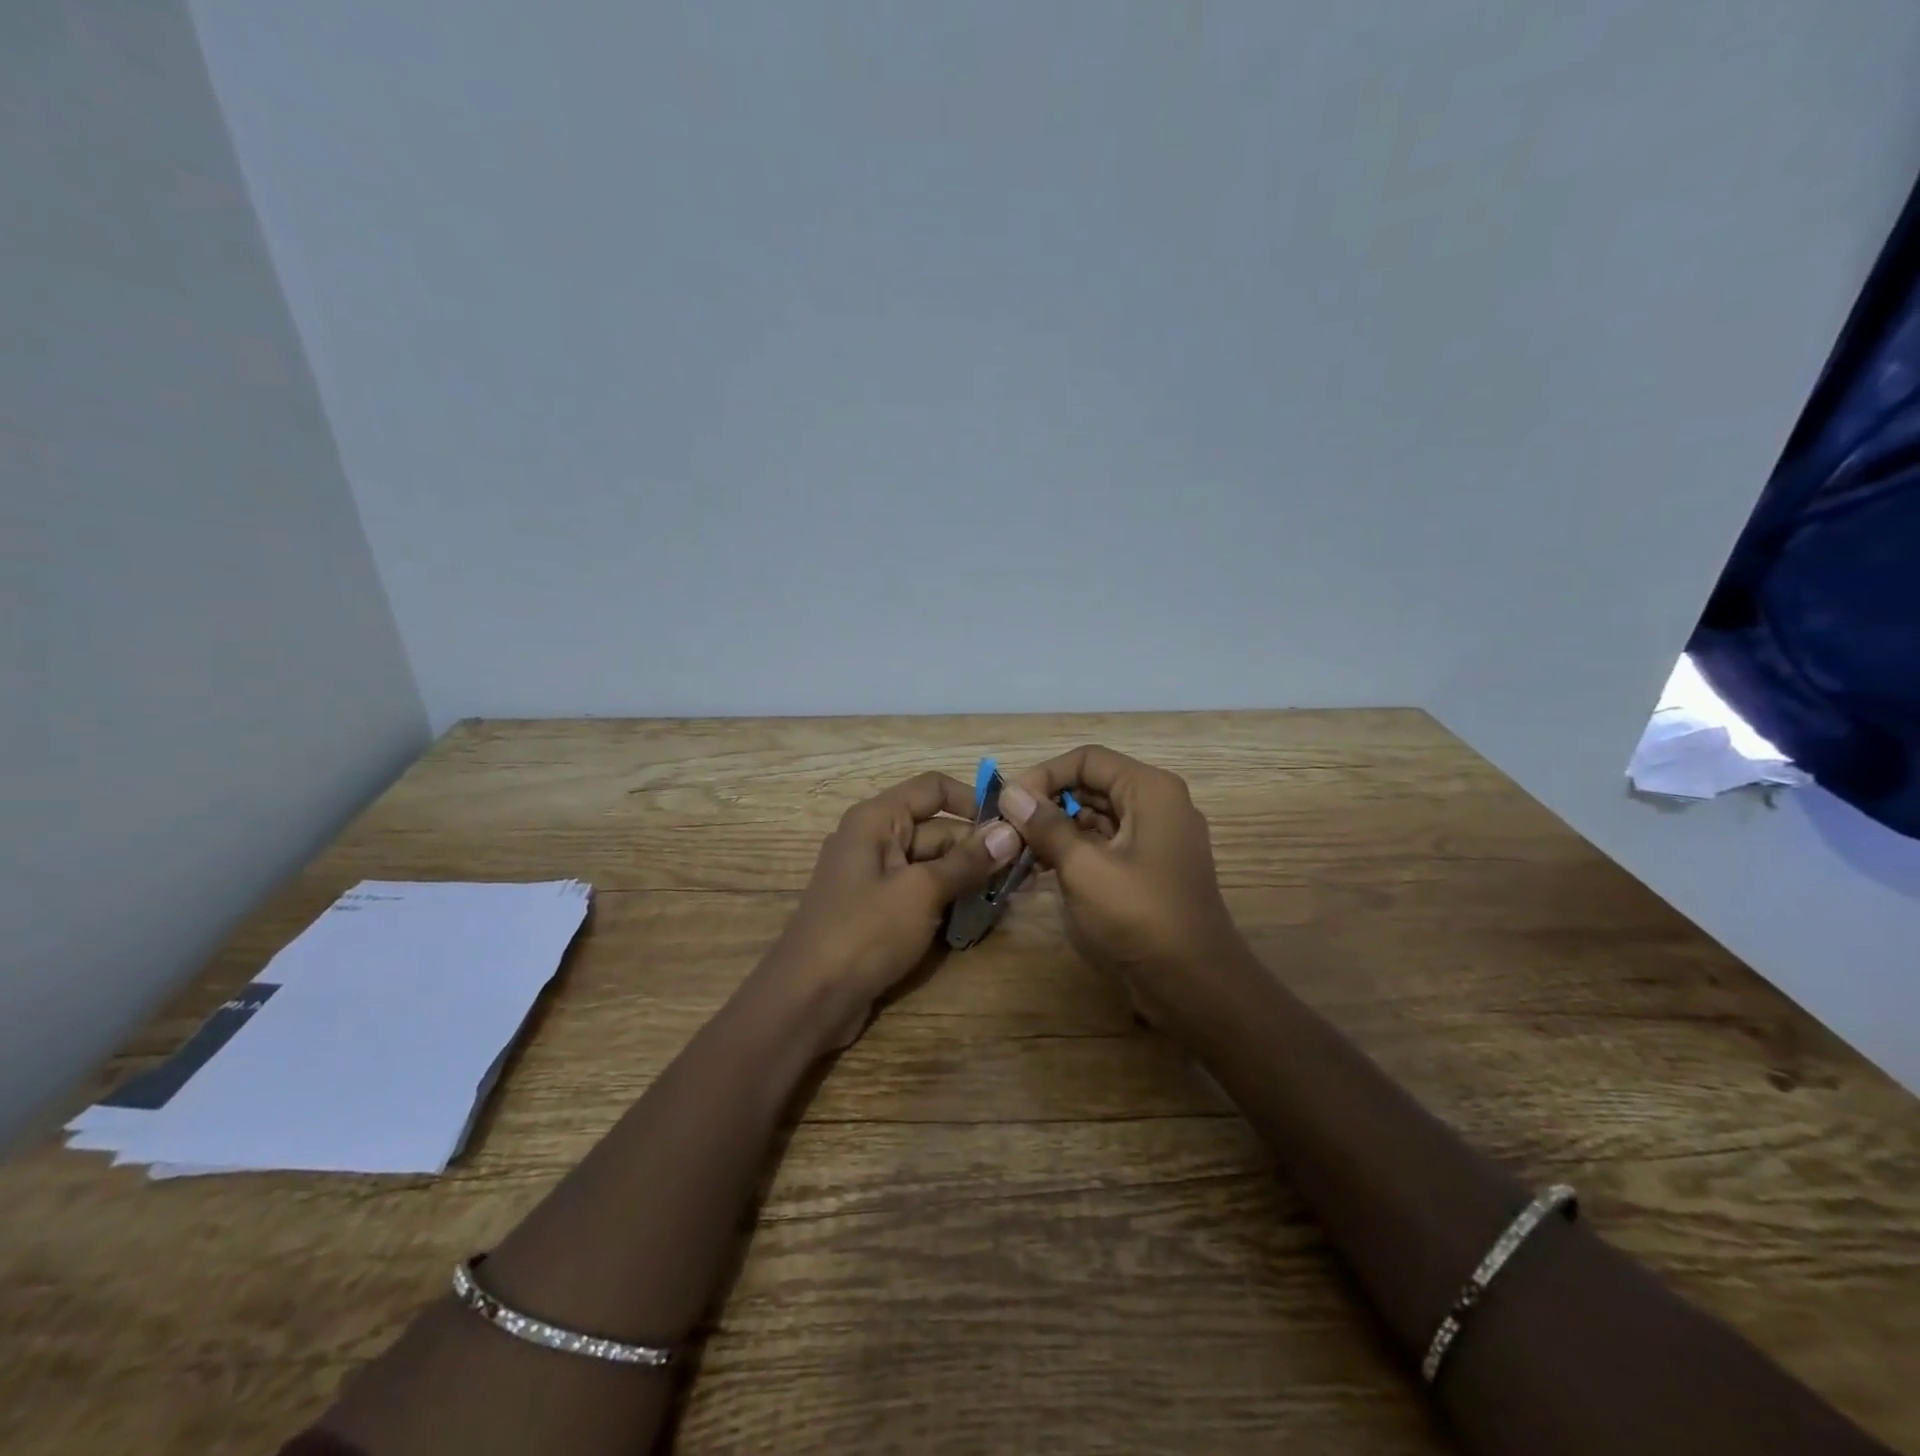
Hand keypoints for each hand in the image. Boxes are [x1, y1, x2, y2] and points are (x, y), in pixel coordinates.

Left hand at [754, 771, 1021, 1052]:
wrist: (808, 1000)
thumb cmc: (864, 932)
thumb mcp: (921, 892)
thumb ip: (967, 861)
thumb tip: (1011, 831)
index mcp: (877, 819)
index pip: (933, 789)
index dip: (973, 800)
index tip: (1013, 825)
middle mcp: (875, 839)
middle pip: (938, 829)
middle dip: (979, 847)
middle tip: (1026, 870)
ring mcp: (877, 878)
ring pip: (934, 865)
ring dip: (969, 877)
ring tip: (1013, 894)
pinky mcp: (880, 912)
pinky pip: (922, 894)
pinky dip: (949, 900)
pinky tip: (982, 916)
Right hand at [999, 746, 1255, 1044]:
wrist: (1195, 984)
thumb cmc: (1141, 916)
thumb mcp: (1084, 867)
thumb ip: (1046, 825)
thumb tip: (1010, 792)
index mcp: (1150, 790)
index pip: (1087, 760)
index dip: (1044, 775)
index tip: (1009, 804)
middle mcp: (1156, 804)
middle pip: (1091, 785)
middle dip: (1047, 804)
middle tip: (1008, 830)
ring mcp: (1155, 837)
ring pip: (1095, 817)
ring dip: (1056, 830)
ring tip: (1018, 854)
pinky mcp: (1148, 868)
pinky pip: (1105, 844)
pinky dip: (1074, 852)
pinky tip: (1041, 871)